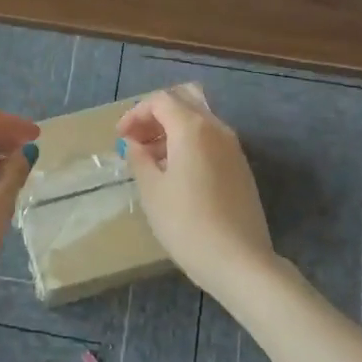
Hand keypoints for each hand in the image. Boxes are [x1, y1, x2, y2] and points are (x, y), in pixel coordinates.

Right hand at [118, 88, 276, 300]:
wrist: (239, 260)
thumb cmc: (186, 223)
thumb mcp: (151, 190)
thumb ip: (139, 159)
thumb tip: (135, 144)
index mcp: (192, 128)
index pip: (161, 101)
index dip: (136, 113)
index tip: (120, 137)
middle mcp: (217, 129)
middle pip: (185, 100)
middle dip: (157, 114)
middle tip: (138, 139)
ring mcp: (234, 148)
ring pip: (200, 119)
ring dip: (173, 128)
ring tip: (151, 158)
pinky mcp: (240, 168)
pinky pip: (211, 140)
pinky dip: (190, 143)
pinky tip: (175, 173)